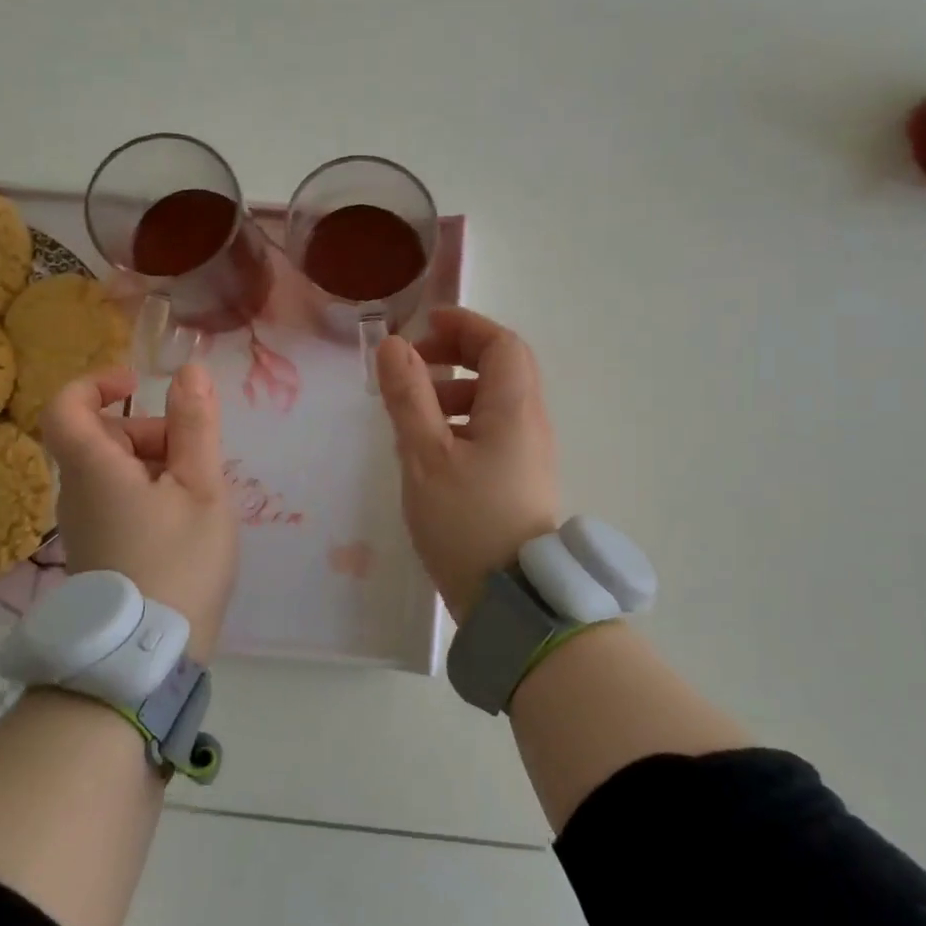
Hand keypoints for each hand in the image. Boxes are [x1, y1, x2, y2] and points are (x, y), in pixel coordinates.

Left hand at [41, 363, 236, 662]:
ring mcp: (84, 523)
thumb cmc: (179, 561)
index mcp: (94, 469)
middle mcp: (77, 491)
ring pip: (112, 468)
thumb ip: (196, 425)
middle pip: (100, 436)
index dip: (96, 383)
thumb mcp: (200, 487)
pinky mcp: (97, 547)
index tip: (138, 384)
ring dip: (155, 462)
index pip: (65, 406)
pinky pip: (117, 497)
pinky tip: (183, 519)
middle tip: (195, 457)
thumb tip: (189, 371)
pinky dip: (149, 490)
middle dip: (149, 430)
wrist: (148, 654)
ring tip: (197, 494)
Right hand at [375, 308, 560, 621]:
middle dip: (457, 356)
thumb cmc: (467, 521)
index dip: (465, 326)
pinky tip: (430, 452)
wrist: (512, 600)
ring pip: (494, 403)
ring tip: (412, 416)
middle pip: (502, 368)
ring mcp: (529, 454)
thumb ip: (408, 396)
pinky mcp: (520, 481)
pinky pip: (492, 432)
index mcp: (514, 408)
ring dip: (454, 392)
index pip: (501, 344)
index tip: (425, 325)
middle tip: (414, 366)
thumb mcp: (426, 454)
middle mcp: (530, 424)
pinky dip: (460, 424)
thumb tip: (395, 345)